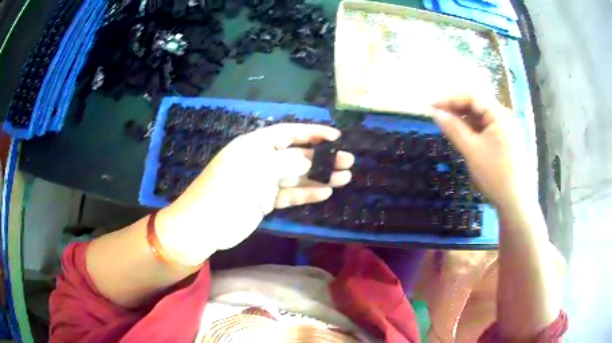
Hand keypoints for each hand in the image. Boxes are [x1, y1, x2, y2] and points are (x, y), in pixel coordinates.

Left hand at [156, 124, 353, 264]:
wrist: (205, 225)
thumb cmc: (229, 190)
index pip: (289, 133)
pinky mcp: (264, 202)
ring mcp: (263, 182)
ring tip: (345, 177)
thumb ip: (289, 163)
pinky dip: (306, 194)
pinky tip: (326, 193)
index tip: (336, 137)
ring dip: (320, 177)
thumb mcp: (259, 170)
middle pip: (297, 156)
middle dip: (323, 158)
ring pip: (297, 177)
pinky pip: (289, 195)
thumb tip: (312, 161)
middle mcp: (261, 160)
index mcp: (256, 144)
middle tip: (348, 162)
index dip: (313, 133)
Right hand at [432, 95, 529, 211]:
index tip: (432, 107)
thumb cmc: (495, 175)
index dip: (450, 99)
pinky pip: (487, 127)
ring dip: (464, 118)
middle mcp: (504, 117)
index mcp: (499, 115)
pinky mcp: (506, 140)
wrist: (516, 202)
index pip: (472, 96)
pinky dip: (473, 129)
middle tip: (439, 116)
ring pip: (481, 116)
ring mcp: (506, 129)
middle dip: (457, 107)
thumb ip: (454, 129)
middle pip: (478, 104)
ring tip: (448, 125)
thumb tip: (436, 113)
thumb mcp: (472, 151)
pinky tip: (464, 135)